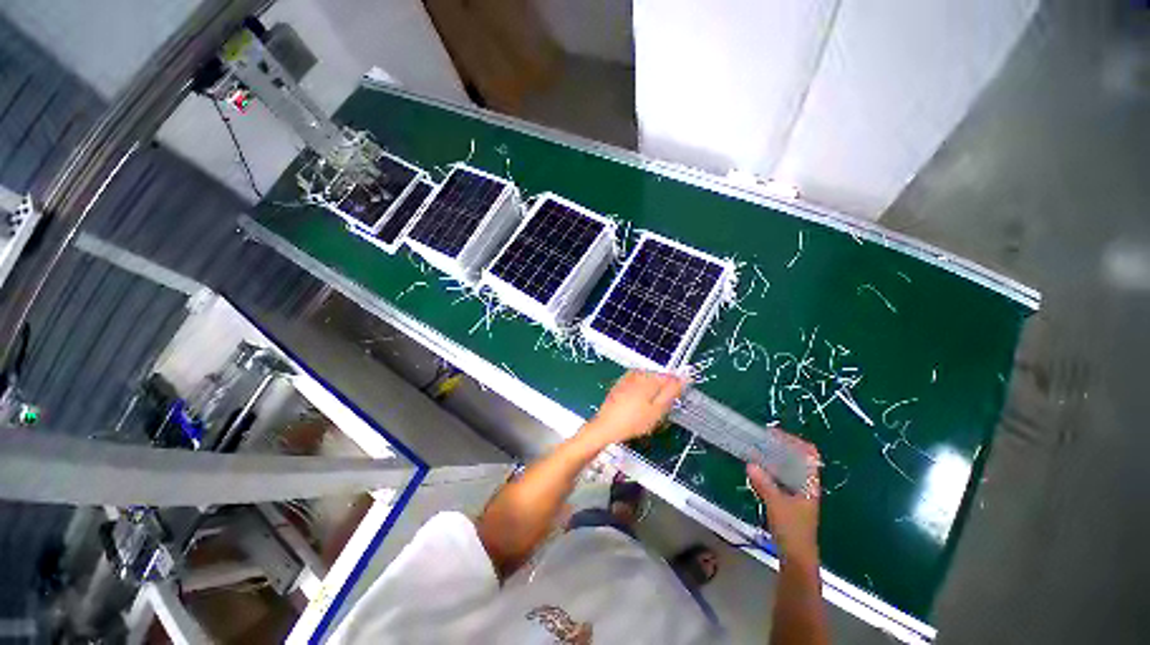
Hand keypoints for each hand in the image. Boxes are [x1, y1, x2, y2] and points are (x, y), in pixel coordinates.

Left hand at [585, 371, 686, 444]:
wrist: (606, 427)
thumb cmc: (633, 421)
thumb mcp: (658, 410)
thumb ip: (672, 392)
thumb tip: (684, 378)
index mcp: (648, 377)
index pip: (671, 377)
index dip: (676, 391)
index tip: (674, 404)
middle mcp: (637, 373)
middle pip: (658, 380)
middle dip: (662, 393)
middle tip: (659, 412)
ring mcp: (627, 378)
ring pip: (648, 384)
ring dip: (651, 395)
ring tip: (647, 414)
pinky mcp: (620, 385)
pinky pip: (637, 387)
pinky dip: (640, 396)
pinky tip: (637, 410)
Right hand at [746, 431, 820, 565]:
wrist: (796, 558)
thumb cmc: (793, 530)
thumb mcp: (776, 505)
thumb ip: (764, 483)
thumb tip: (750, 463)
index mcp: (810, 484)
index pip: (809, 454)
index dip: (795, 441)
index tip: (774, 434)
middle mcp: (806, 485)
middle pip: (797, 459)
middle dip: (780, 447)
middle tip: (760, 440)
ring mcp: (798, 493)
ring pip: (787, 468)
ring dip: (773, 458)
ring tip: (756, 450)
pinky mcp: (789, 500)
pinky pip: (780, 478)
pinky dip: (770, 470)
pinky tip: (757, 470)